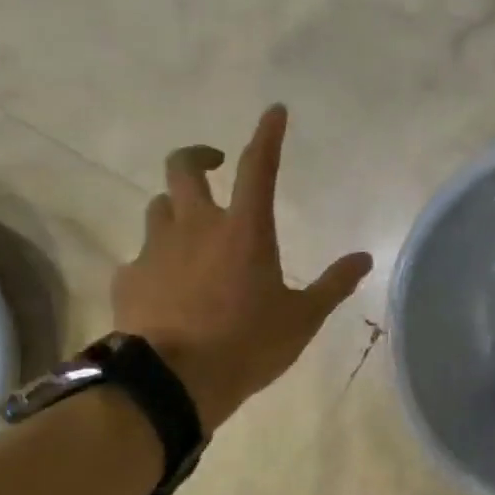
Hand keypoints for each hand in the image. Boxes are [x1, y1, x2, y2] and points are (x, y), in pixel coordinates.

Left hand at [112, 106, 372, 431]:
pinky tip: (170, 285)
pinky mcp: (129, 277)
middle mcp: (196, 227)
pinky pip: (142, 254)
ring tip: (195, 233)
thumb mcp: (303, 317)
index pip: (257, 167)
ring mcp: (156, 250)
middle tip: (215, 165)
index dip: (267, 136)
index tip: (274, 112)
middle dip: (199, 155)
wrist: (171, 383)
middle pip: (184, 168)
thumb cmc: (247, 343)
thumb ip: (333, 284)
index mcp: (244, 231)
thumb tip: (365, 259)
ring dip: (178, 208)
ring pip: (160, 207)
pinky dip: (159, 258)